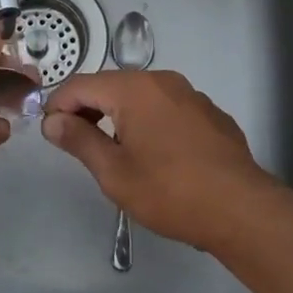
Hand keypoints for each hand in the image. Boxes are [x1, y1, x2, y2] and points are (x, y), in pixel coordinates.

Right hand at [42, 70, 287, 254]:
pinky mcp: (211, 114)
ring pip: (141, 97)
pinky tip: (156, 156)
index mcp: (134, 89)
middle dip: (88, 109)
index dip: (58, 105)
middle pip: (112, 86)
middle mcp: (163, 81)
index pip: (81, 85)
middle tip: (76, 144)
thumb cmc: (170, 192)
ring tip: (115, 152)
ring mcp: (191, 96)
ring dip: (119, 116)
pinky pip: (167, 109)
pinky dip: (150, 122)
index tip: (50, 133)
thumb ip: (79, 140)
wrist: (242, 210)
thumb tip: (52, 120)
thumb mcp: (114, 172)